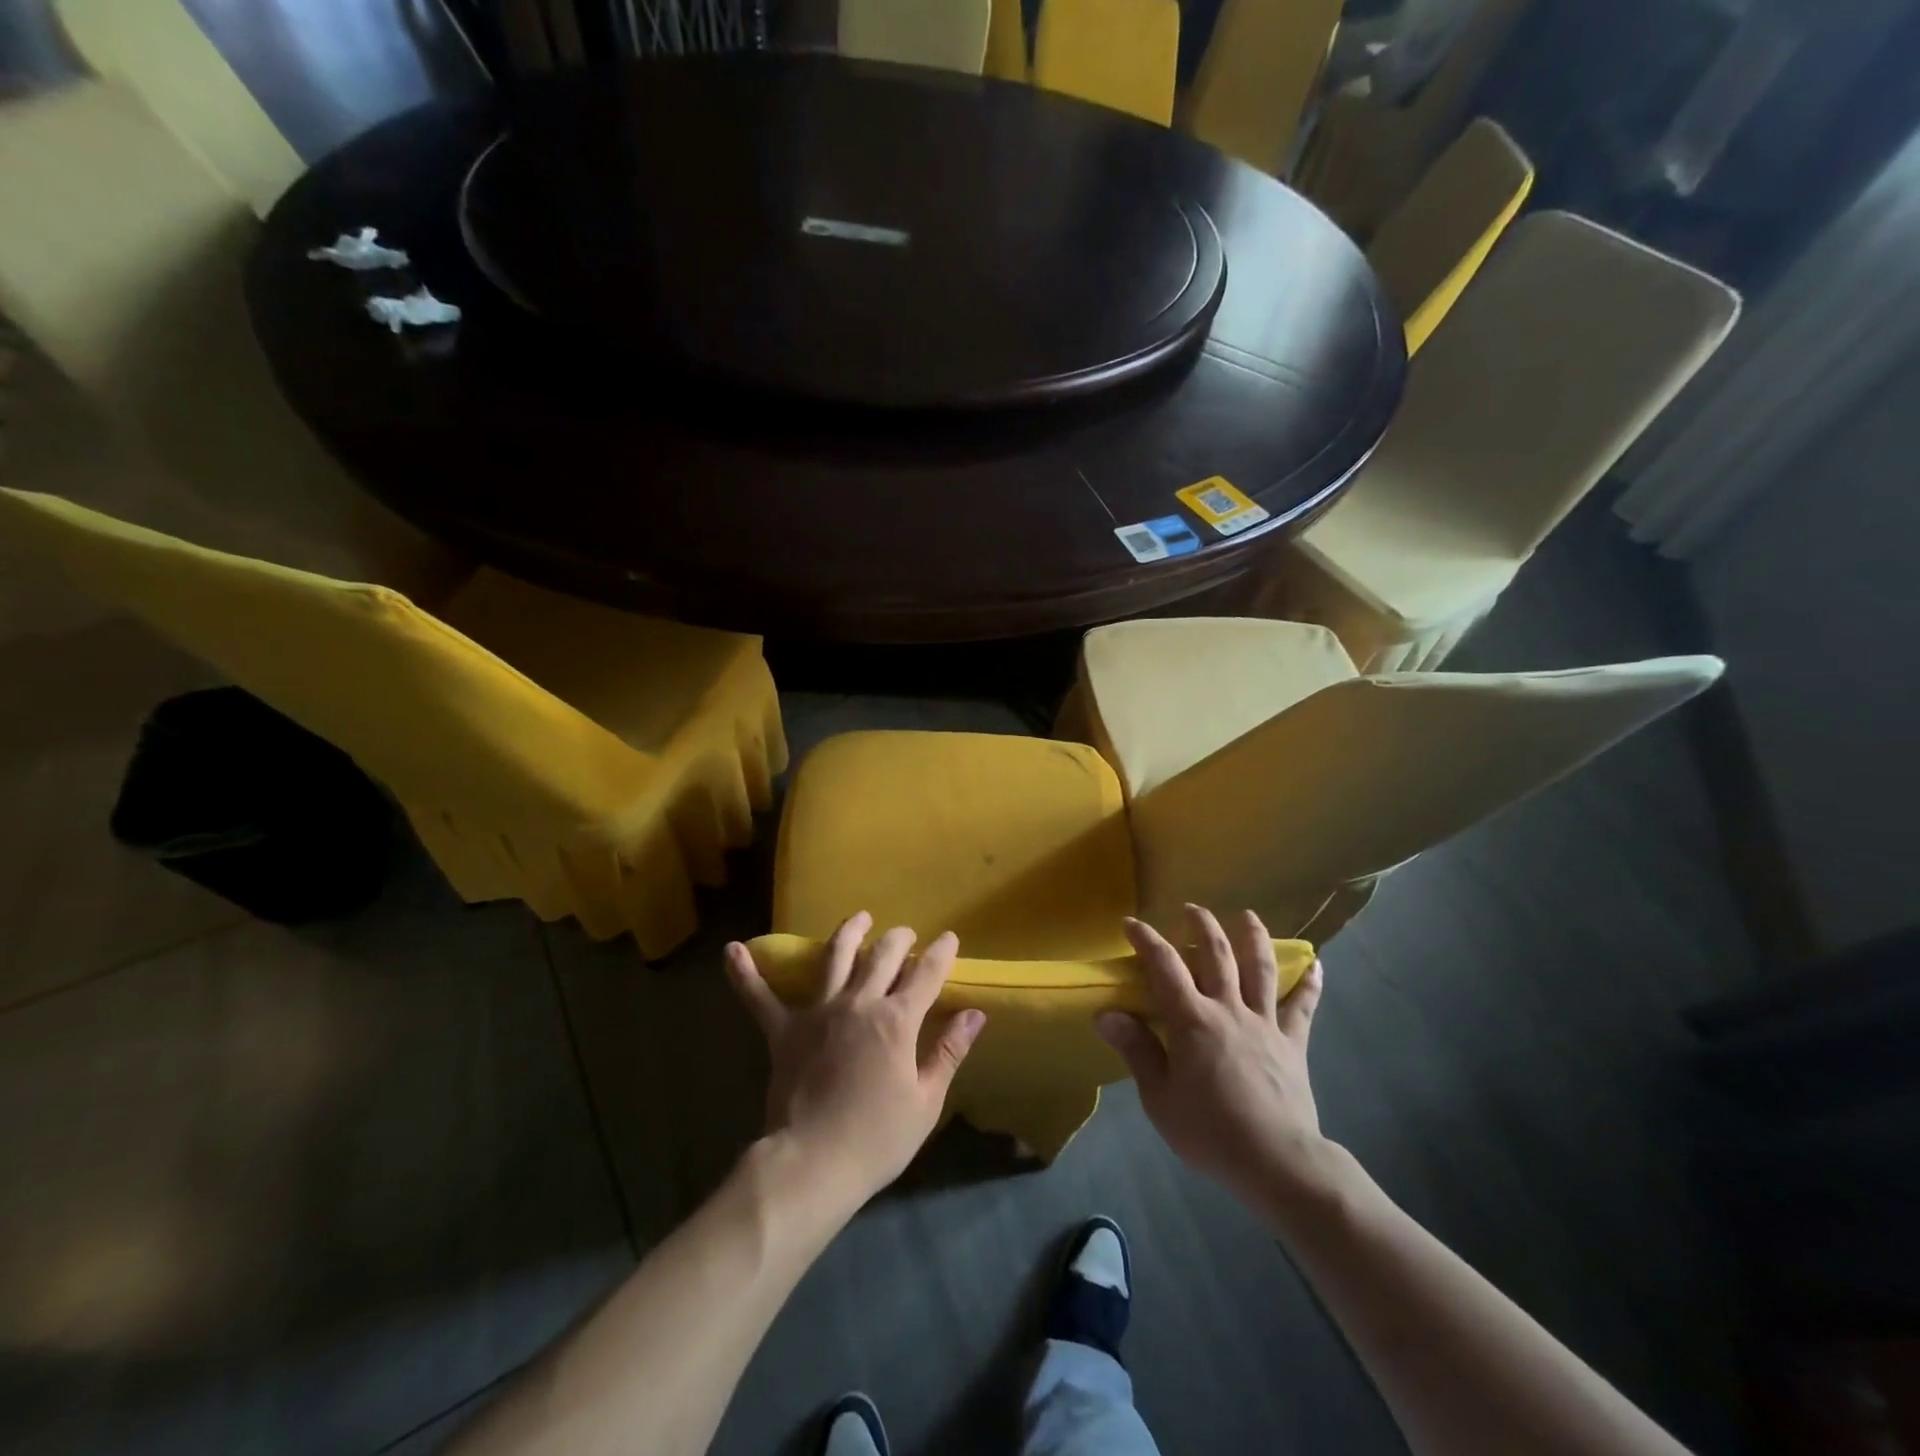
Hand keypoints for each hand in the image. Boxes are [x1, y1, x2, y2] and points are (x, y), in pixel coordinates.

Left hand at [726, 912, 985, 1203]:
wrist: (813, 1163)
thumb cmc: (878, 1137)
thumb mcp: (926, 1100)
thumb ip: (949, 1051)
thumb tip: (975, 1014)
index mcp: (896, 1020)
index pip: (927, 975)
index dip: (941, 953)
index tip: (950, 938)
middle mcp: (858, 1003)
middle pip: (882, 957)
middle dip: (899, 940)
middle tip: (907, 935)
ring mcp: (817, 1012)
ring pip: (834, 958)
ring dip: (848, 933)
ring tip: (859, 918)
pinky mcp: (783, 1030)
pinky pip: (760, 998)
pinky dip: (745, 974)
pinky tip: (732, 950)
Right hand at [1097, 905, 1329, 1211]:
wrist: (1276, 1161)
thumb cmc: (1209, 1131)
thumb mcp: (1159, 1097)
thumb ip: (1136, 1050)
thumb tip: (1105, 1013)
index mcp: (1192, 1019)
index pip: (1164, 966)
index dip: (1146, 940)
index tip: (1131, 923)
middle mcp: (1228, 1008)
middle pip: (1216, 954)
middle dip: (1201, 926)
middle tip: (1192, 909)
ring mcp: (1265, 1023)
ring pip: (1259, 969)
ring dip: (1252, 937)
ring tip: (1248, 915)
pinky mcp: (1293, 1043)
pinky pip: (1303, 1007)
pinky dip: (1309, 984)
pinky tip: (1316, 965)